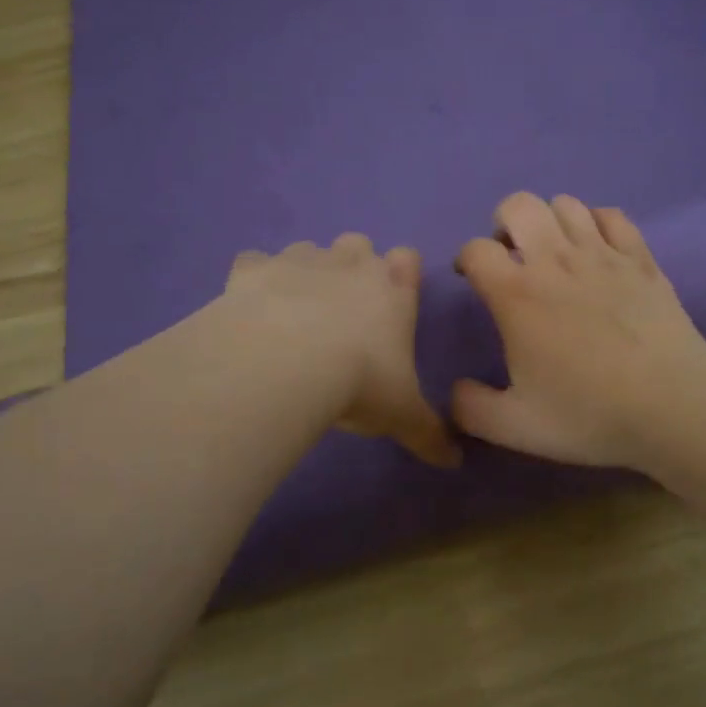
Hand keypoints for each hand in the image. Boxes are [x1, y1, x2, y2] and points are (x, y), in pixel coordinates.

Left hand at [226, 235, 459, 467]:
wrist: (282, 364)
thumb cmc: (358, 383)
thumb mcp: (402, 416)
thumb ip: (430, 434)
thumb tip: (455, 462)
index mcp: (393, 289)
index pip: (408, 259)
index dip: (401, 274)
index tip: (392, 303)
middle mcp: (349, 263)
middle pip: (357, 244)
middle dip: (351, 267)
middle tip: (341, 313)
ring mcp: (299, 260)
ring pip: (307, 250)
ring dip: (304, 273)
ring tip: (292, 315)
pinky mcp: (253, 269)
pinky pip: (254, 263)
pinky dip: (253, 281)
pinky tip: (250, 310)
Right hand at [453, 193, 705, 467]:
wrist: (673, 405)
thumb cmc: (589, 413)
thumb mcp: (515, 427)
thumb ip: (471, 409)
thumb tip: (456, 391)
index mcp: (516, 295)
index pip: (476, 249)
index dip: (466, 258)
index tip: (471, 279)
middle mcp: (555, 261)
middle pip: (518, 205)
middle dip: (503, 223)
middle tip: (510, 256)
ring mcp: (602, 254)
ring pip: (565, 204)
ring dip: (549, 220)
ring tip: (552, 251)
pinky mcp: (640, 258)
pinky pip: (611, 216)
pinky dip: (595, 222)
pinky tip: (596, 248)